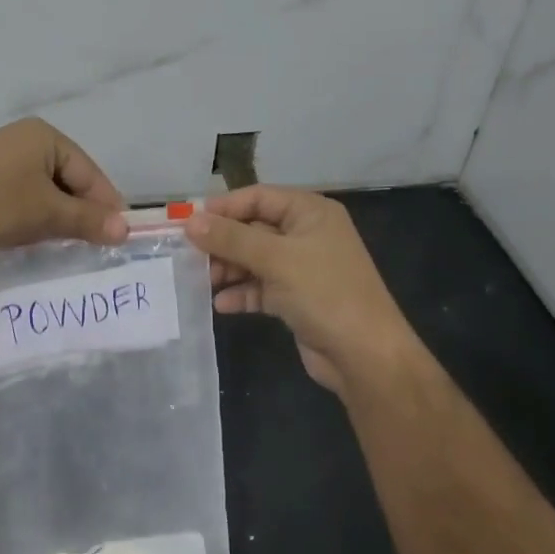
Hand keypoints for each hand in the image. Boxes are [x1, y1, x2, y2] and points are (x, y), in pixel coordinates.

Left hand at [0, 119, 127, 257]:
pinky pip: (19, 195)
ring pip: (42, 190)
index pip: (90, 173)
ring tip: (60, 244)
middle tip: (90, 245)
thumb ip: (88, 220)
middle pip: (67, 179)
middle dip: (79, 212)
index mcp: (45, 137)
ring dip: (54, 216)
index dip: (106, 206)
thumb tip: (124, 229)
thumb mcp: (47, 214)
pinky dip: (29, 215)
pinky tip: (27, 235)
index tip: (118, 238)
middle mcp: (23, 139)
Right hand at [186, 186, 419, 393]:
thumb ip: (231, 239)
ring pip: (253, 259)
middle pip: (252, 228)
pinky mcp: (296, 298)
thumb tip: (189, 221)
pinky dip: (242, 293)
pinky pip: (261, 287)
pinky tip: (221, 304)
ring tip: (201, 281)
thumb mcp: (276, 259)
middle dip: (222, 242)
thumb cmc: (325, 293)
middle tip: (188, 255)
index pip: (258, 197)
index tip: (188, 222)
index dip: (223, 207)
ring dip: (228, 269)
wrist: (366, 356)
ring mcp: (301, 268)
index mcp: (310, 212)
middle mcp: (306, 234)